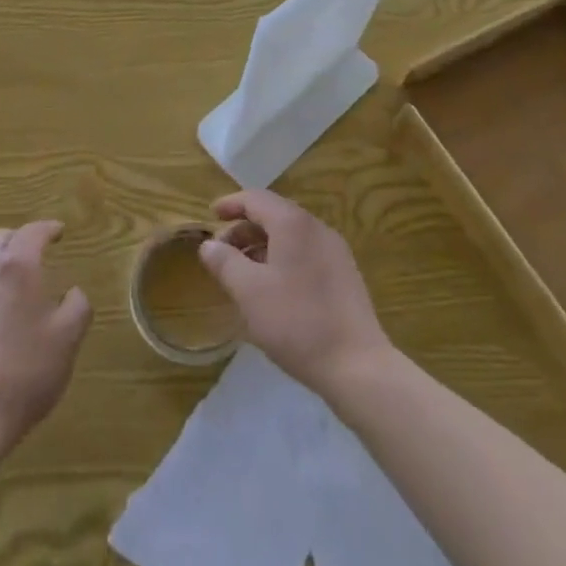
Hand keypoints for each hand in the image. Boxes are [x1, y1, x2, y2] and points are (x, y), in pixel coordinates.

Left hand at [0, 220, 91, 459]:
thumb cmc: (23, 375)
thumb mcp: (67, 340)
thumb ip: (77, 306)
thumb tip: (73, 292)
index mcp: (15, 267)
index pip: (33, 232)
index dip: (48, 229)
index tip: (59, 232)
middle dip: (18, 241)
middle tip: (35, 256)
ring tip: (14, 293)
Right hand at [197, 191, 393, 401]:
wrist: (357, 365)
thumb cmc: (297, 322)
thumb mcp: (249, 292)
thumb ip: (225, 263)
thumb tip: (208, 245)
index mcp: (293, 223)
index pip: (256, 199)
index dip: (231, 204)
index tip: (211, 215)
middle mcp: (316, 227)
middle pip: (274, 215)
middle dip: (244, 229)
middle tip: (222, 252)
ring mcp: (334, 251)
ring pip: (290, 236)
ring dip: (262, 246)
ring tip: (243, 273)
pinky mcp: (344, 274)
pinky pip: (305, 253)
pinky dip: (282, 259)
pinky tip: (273, 288)